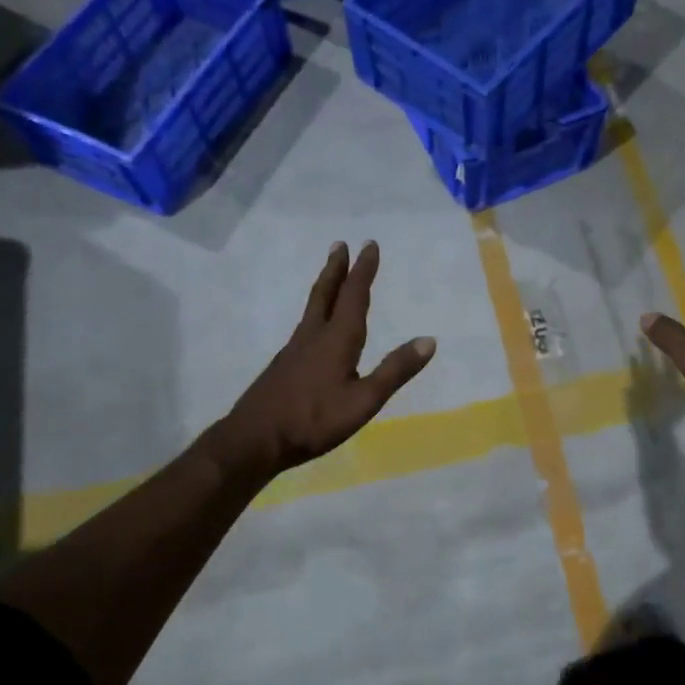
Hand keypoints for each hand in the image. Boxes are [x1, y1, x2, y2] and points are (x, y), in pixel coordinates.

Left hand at [213, 241, 435, 475]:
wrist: (254, 440)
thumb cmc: (314, 420)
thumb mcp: (364, 401)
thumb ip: (395, 371)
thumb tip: (429, 340)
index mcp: (337, 339)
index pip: (354, 296)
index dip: (363, 270)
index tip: (369, 245)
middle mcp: (314, 336)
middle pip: (325, 294)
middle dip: (336, 269)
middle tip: (340, 244)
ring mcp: (294, 350)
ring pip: (312, 308)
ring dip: (324, 286)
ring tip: (330, 276)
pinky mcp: (284, 365)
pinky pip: (305, 326)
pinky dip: (316, 312)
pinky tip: (315, 326)